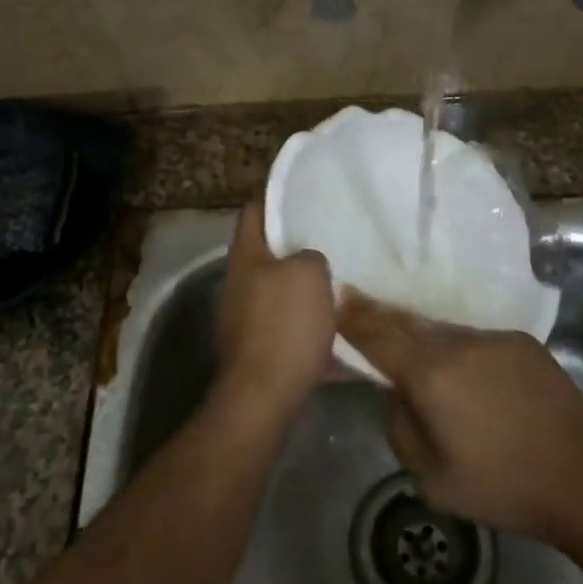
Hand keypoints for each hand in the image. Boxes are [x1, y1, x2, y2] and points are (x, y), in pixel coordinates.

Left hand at [216, 197, 335, 417]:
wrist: (266, 394)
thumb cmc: (284, 324)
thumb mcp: (309, 273)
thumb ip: (311, 256)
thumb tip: (309, 262)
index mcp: (246, 255)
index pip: (254, 209)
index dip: (275, 194)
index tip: (304, 188)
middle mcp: (240, 282)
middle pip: (268, 250)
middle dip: (297, 242)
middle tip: (331, 232)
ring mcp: (247, 317)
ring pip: (281, 288)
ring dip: (307, 283)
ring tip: (342, 275)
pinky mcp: (261, 347)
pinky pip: (291, 324)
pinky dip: (312, 321)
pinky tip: (340, 322)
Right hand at [339, 291, 582, 540]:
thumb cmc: (501, 487)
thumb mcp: (430, 479)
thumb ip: (399, 427)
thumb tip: (394, 394)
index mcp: (431, 374)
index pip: (379, 336)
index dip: (353, 318)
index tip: (336, 299)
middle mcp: (459, 344)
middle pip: (408, 323)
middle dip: (380, 315)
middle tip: (358, 302)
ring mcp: (494, 339)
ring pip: (444, 331)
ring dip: (422, 335)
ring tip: (410, 343)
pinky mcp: (523, 343)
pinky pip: (476, 339)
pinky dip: (459, 349)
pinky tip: (465, 370)